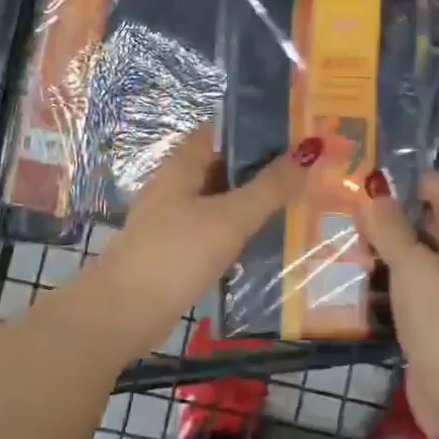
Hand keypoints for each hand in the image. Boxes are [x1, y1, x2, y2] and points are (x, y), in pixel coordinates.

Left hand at [83, 125, 312, 353]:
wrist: (127, 311)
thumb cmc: (178, 252)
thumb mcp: (231, 216)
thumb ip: (271, 186)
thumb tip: (310, 150)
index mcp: (183, 164)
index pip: (221, 130)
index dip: (256, 127)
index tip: (295, 132)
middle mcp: (176, 185)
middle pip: (224, 165)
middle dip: (263, 167)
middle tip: (309, 169)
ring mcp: (174, 218)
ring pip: (222, 200)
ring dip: (254, 201)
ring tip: (300, 202)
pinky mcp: (178, 250)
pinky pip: (216, 230)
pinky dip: (241, 231)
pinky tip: (269, 241)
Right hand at [356, 170, 438, 438]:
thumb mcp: (415, 269)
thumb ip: (390, 228)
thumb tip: (372, 194)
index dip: (403, 180)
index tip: (361, 177)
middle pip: (424, 221)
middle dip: (386, 214)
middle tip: (340, 205)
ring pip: (412, 253)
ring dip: (380, 247)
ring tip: (337, 233)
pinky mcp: (435, 314)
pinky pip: (407, 283)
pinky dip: (384, 276)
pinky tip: (350, 271)